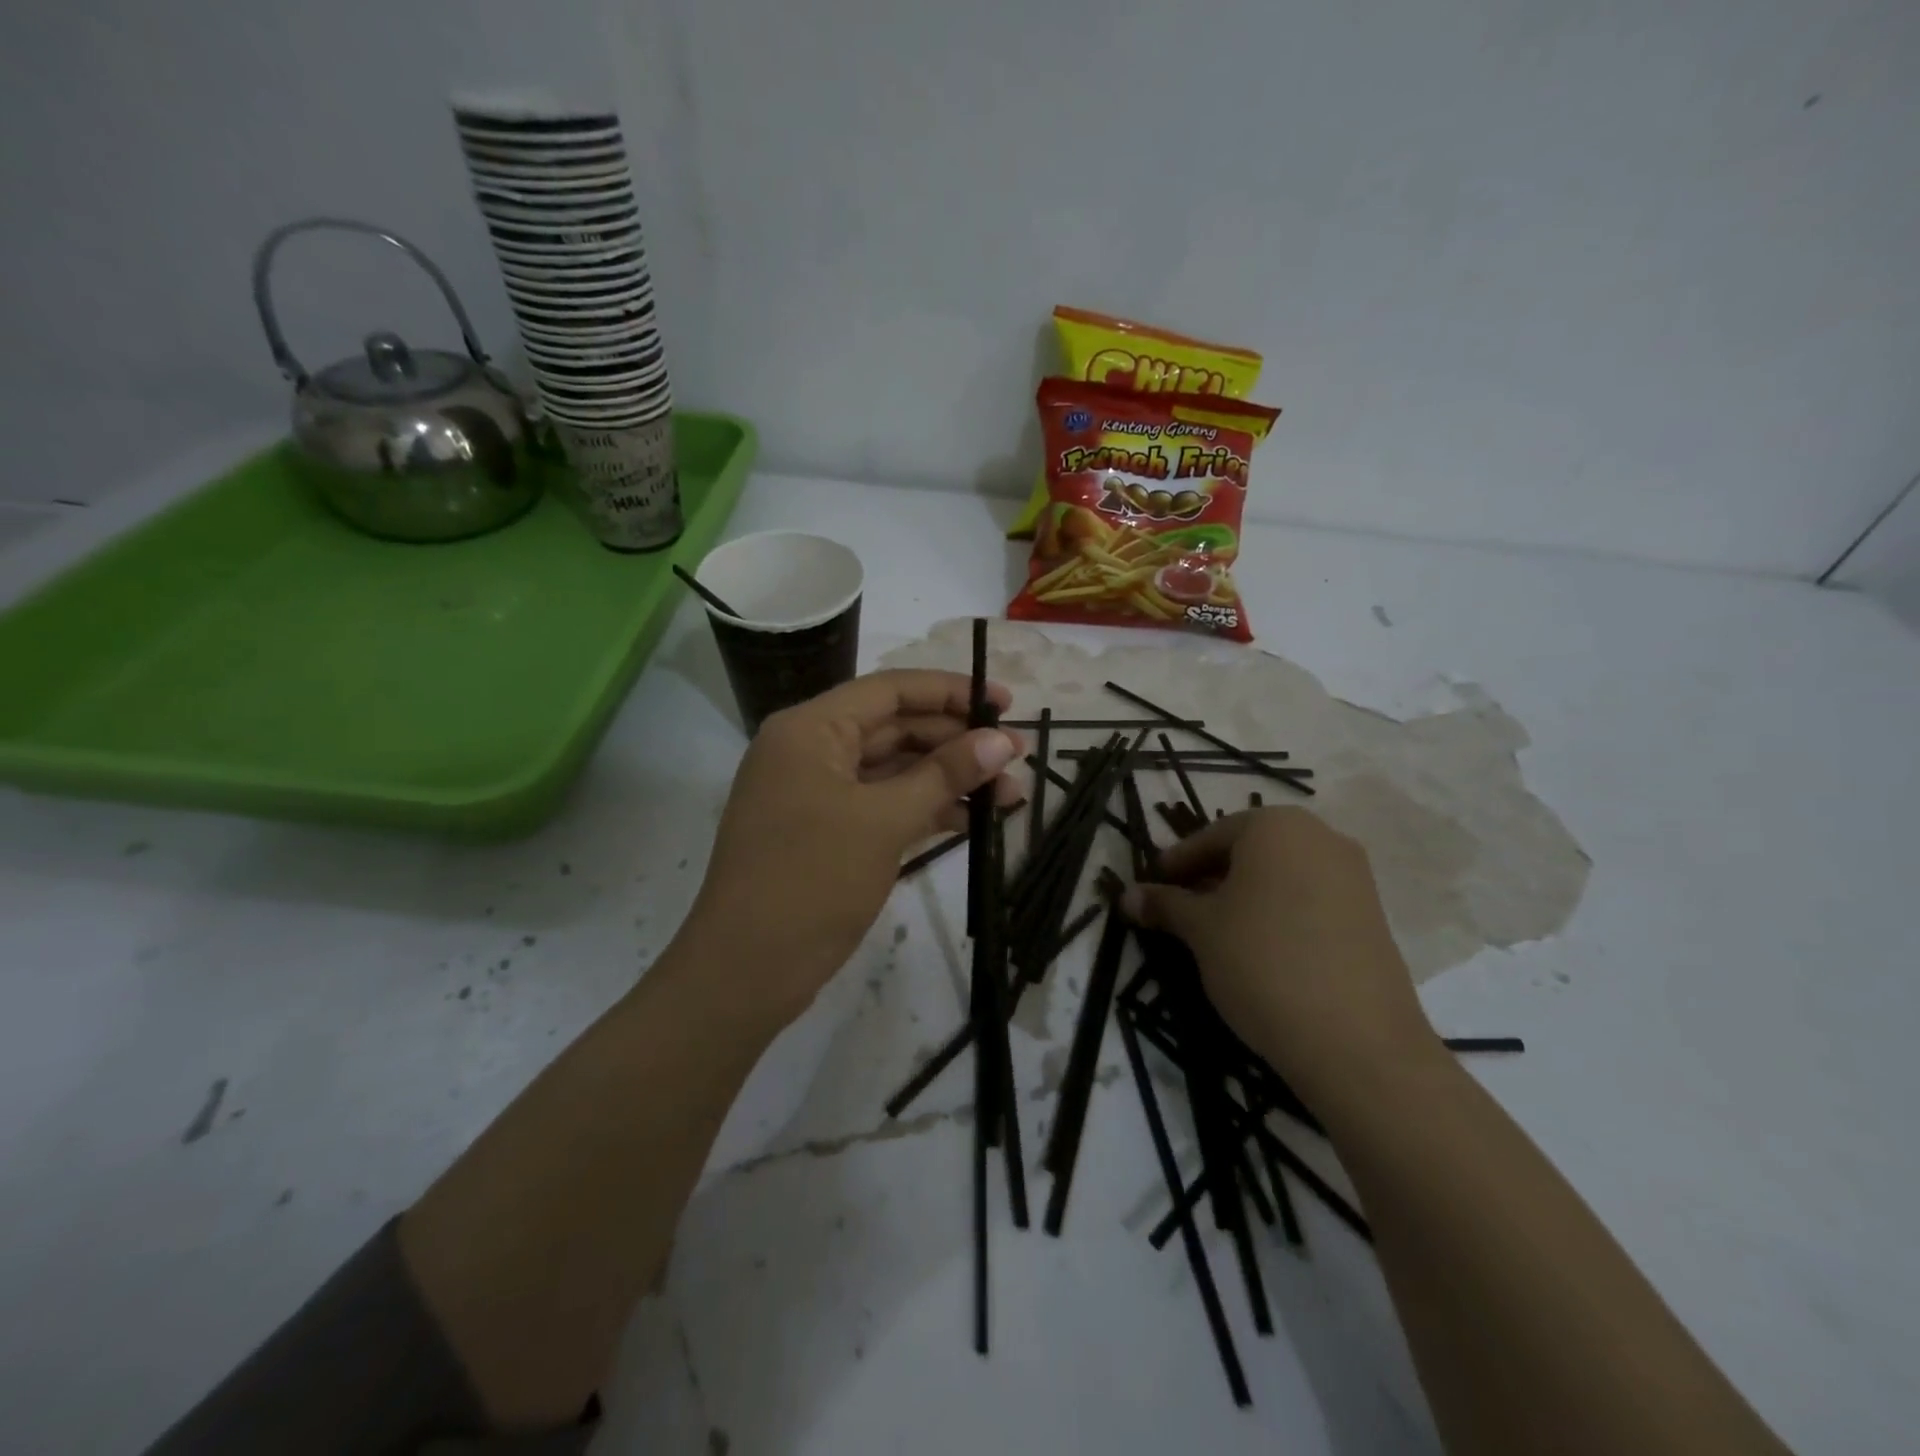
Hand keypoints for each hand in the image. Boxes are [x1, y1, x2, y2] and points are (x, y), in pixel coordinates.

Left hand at [681, 670, 1021, 1025]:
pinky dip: (926, 809)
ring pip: (894, 770)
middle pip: (895, 728)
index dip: (950, 691)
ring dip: (949, 779)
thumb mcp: (884, 821)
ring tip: (1011, 794)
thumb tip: (1002, 741)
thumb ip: (945, 775)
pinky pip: (884, 804)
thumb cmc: (811, 880)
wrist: (746, 972)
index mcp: (810, 729)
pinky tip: (973, 819)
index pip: (890, 690)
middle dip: (957, 741)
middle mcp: (811, 750)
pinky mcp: (828, 832)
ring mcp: (818, 794)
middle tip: (1018, 755)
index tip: (1005, 702)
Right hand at [1124, 808, 1438, 1104]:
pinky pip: (1309, 899)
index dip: (1175, 863)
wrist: (1358, 1041)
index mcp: (1275, 826)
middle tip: (1179, 910)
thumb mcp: (1201, 930)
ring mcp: (1354, 876)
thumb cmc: (1262, 962)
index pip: (1211, 836)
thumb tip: (1127, 896)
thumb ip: (1164, 905)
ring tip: (1215, 932)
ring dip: (1243, 896)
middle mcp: (1320, 837)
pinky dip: (1277, 913)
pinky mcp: (1372, 915)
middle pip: (1249, 851)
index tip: (1151, 887)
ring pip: (1280, 876)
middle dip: (1210, 877)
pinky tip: (1258, 949)